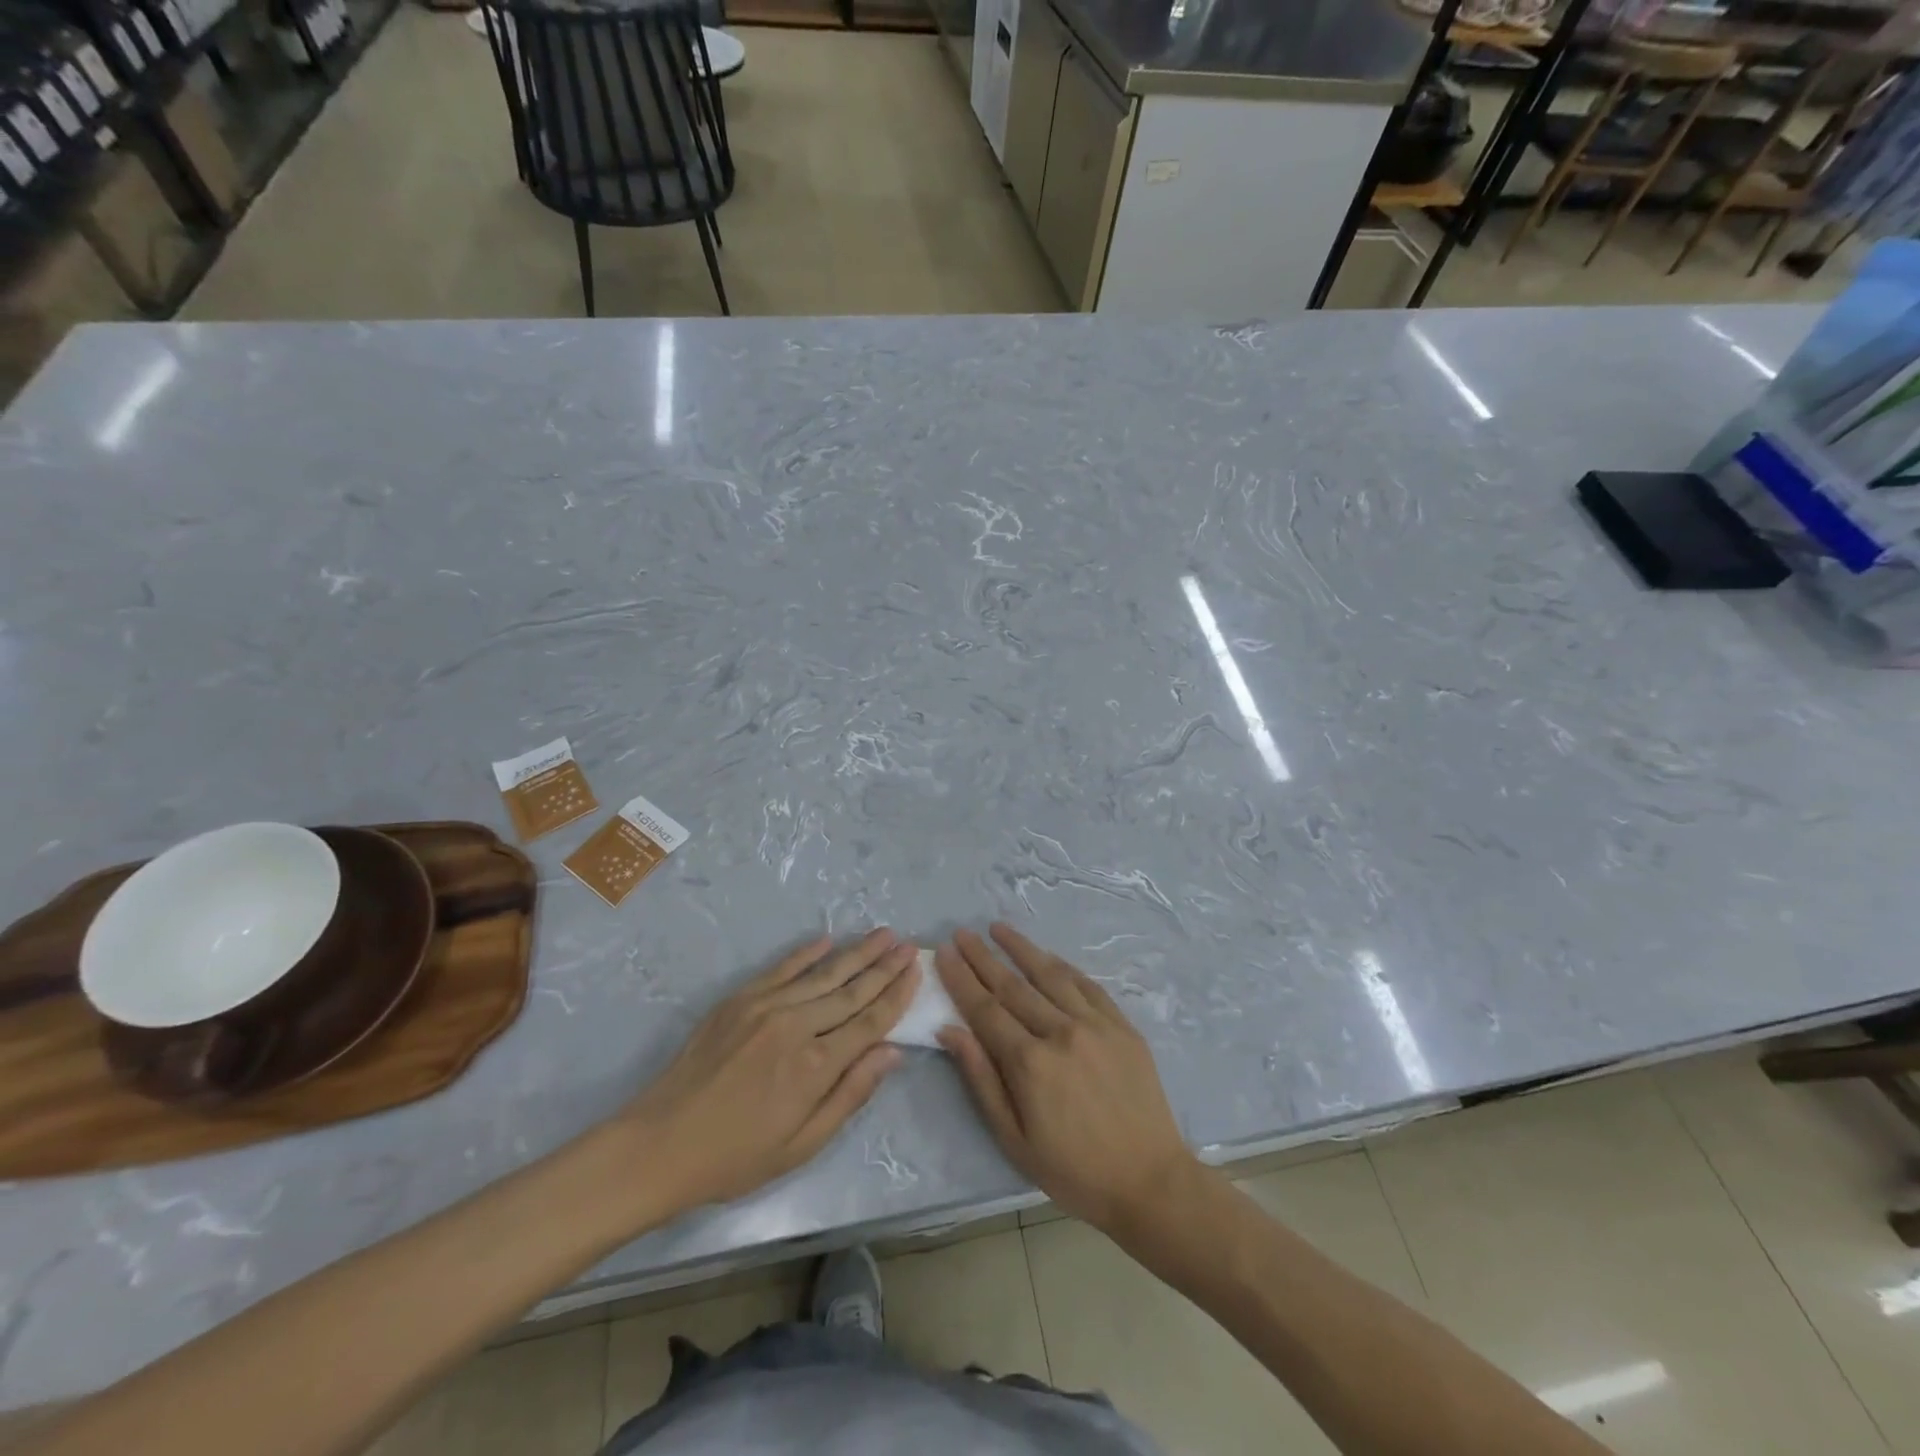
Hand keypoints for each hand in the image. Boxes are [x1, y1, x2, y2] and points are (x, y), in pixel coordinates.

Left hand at [621, 929, 918, 1210]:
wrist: (660, 1143)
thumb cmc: (736, 1156)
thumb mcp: (802, 1145)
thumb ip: (851, 1094)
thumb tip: (892, 1052)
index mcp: (817, 1066)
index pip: (870, 1021)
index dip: (897, 995)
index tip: (916, 970)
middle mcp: (797, 1026)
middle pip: (852, 990)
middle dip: (884, 966)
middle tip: (907, 943)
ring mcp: (766, 1006)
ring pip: (823, 973)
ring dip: (856, 953)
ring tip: (882, 934)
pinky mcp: (740, 999)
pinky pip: (782, 968)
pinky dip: (806, 953)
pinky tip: (827, 940)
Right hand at [936, 924, 1196, 1233]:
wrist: (1150, 1181)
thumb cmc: (1073, 1171)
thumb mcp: (1014, 1138)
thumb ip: (981, 1079)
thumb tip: (949, 1030)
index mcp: (1030, 1063)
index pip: (985, 1008)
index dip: (962, 978)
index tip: (945, 952)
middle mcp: (1060, 1032)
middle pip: (1013, 985)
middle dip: (983, 956)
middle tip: (963, 933)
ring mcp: (1095, 1024)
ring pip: (1050, 975)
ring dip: (1021, 948)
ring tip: (998, 928)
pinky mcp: (1122, 1025)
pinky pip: (1087, 985)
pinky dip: (1063, 966)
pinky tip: (1048, 955)